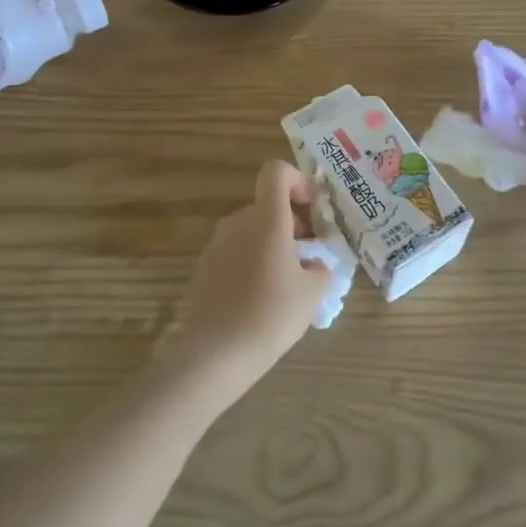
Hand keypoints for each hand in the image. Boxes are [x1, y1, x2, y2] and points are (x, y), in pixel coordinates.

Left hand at [171, 160, 329, 389]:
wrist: (216, 354)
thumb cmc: (271, 315)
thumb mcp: (313, 292)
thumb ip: (321, 267)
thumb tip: (315, 264)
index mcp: (266, 220)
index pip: (276, 172)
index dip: (297, 180)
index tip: (311, 209)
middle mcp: (238, 223)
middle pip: (267, 205)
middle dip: (291, 223)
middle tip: (308, 257)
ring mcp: (216, 244)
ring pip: (251, 229)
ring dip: (272, 243)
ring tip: (286, 280)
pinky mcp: (204, 267)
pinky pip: (235, 250)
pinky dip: (252, 260)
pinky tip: (259, 296)